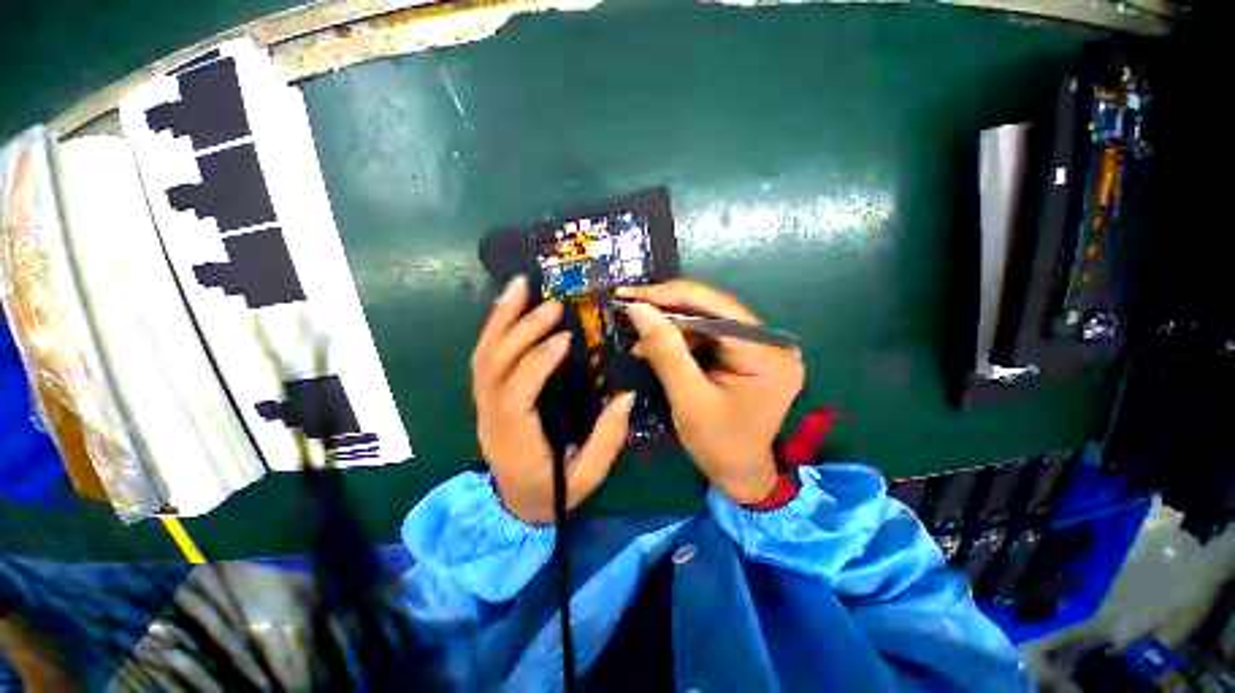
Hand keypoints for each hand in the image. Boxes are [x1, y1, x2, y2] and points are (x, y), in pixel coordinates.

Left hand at [472, 275, 635, 523]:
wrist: (514, 506)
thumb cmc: (552, 493)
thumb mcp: (587, 477)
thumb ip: (607, 439)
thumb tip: (625, 396)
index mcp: (514, 440)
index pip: (516, 395)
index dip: (537, 363)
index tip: (565, 337)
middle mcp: (490, 417)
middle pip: (493, 366)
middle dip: (521, 330)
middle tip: (551, 304)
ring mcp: (482, 404)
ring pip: (483, 356)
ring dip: (500, 318)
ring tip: (519, 286)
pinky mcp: (485, 395)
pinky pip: (484, 357)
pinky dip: (494, 328)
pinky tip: (508, 305)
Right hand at [618, 281, 804, 503]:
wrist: (740, 474)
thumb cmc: (718, 444)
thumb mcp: (688, 399)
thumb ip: (665, 350)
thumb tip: (637, 308)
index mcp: (767, 354)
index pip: (716, 309)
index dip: (670, 296)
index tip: (631, 294)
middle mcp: (772, 342)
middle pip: (712, 310)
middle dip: (667, 311)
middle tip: (629, 308)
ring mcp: (762, 346)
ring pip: (707, 320)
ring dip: (671, 327)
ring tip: (640, 340)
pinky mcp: (748, 353)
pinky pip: (709, 335)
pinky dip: (681, 339)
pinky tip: (658, 347)